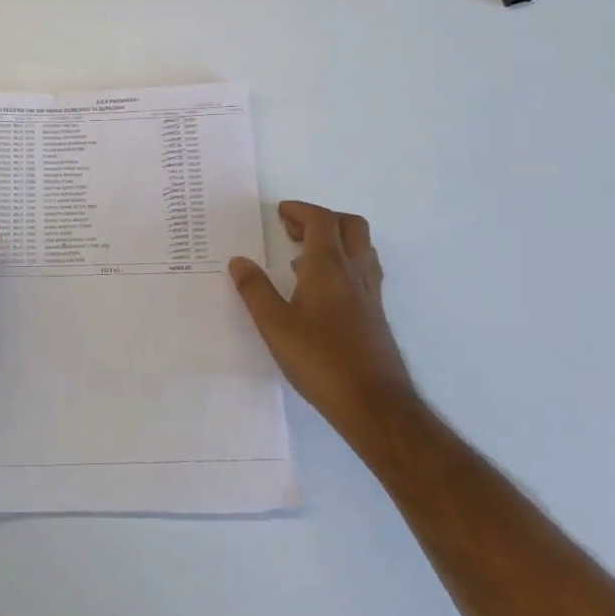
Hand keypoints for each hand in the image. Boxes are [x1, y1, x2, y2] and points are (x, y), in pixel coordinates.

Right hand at [230, 201, 415, 428]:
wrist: (375, 404)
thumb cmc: (320, 359)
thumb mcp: (275, 325)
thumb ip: (255, 290)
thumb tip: (239, 261)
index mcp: (329, 267)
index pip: (322, 220)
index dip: (301, 211)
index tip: (279, 214)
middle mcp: (354, 272)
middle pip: (350, 226)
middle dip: (322, 219)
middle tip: (293, 231)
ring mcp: (369, 294)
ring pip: (362, 248)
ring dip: (336, 241)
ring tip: (304, 258)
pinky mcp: (375, 316)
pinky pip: (363, 272)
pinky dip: (344, 265)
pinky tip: (322, 292)